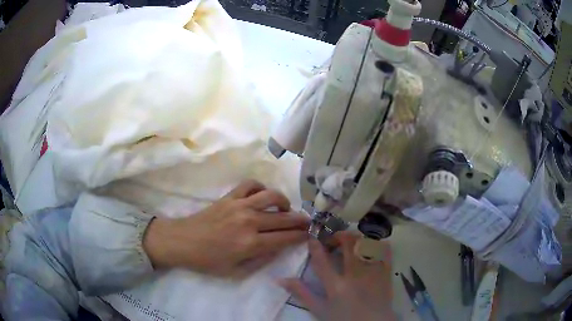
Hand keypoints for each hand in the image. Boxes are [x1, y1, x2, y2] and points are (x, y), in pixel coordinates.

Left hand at [143, 180, 309, 277]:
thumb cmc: (208, 261)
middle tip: (307, 222)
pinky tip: (262, 197)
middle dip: (301, 220)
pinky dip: (261, 188)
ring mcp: (239, 205)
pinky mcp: (229, 196)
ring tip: (285, 209)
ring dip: (284, 202)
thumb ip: (261, 260)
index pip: (285, 238)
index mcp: (250, 244)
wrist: (182, 242)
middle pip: (284, 218)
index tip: (309, 234)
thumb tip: (279, 248)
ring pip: (272, 196)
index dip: (301, 236)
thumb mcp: (236, 272)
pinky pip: (251, 185)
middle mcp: (249, 222)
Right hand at [279, 232, 395, 320]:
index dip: (315, 245)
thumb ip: (302, 293)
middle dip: (339, 235)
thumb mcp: (319, 309)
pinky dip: (375, 243)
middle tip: (333, 238)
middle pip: (348, 243)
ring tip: (351, 242)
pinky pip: (384, 249)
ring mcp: (373, 271)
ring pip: (366, 242)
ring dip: (356, 237)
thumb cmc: (344, 318)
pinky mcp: (386, 271)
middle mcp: (355, 275)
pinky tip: (369, 246)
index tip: (312, 237)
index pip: (322, 260)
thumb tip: (281, 279)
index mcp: (336, 286)